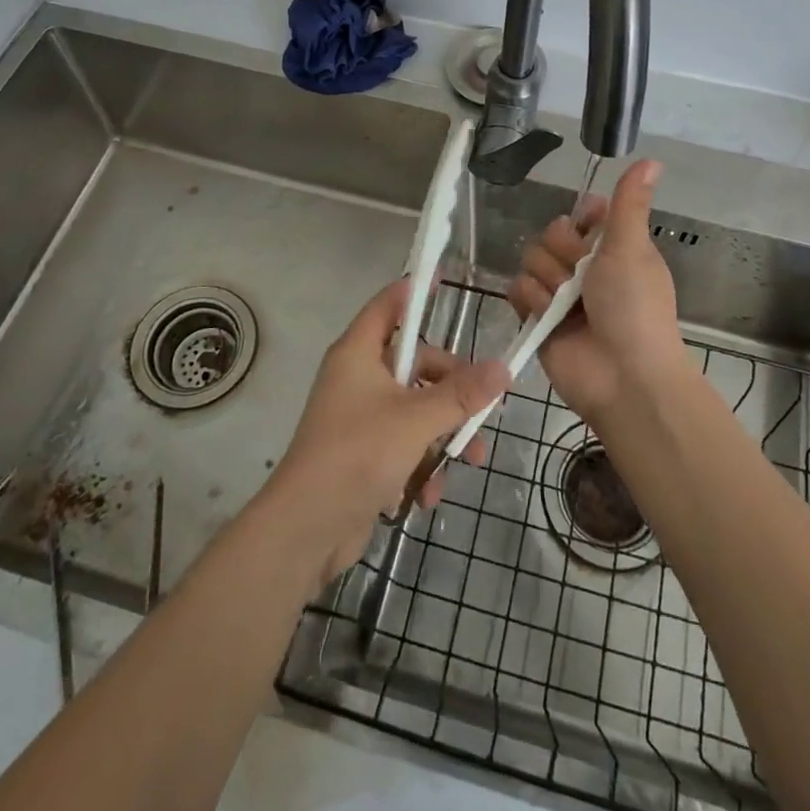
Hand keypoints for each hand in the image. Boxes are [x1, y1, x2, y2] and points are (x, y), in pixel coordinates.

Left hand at [264, 281, 509, 586]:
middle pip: (416, 364)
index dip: (416, 291)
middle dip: (452, 390)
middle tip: (483, 408)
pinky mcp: (363, 454)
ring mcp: (360, 416)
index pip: (388, 305)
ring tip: (469, 461)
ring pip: (416, 408)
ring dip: (444, 434)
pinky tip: (428, 494)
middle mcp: (358, 377)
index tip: (446, 281)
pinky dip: (420, 464)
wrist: (306, 529)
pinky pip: (404, 444)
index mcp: (359, 353)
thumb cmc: (358, 454)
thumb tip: (503, 368)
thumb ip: (461, 394)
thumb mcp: (417, 420)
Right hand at [508, 159, 682, 425]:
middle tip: (584, 276)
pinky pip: (517, 289)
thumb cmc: (634, 306)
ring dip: (549, 280)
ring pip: (531, 259)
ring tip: (568, 303)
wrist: (623, 376)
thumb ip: (629, 203)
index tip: (590, 227)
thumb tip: (651, 159)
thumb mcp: (632, 247)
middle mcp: (585, 268)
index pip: (583, 214)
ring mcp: (559, 294)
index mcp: (613, 248)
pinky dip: (531, 301)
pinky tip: (547, 316)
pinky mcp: (536, 318)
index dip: (581, 220)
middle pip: (551, 234)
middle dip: (563, 253)